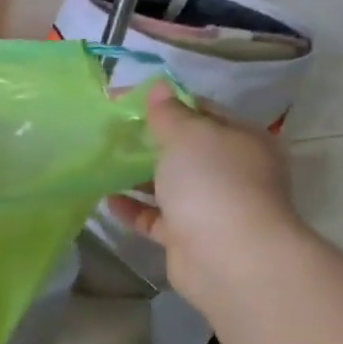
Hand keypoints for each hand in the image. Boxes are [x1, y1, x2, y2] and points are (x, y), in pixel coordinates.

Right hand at [108, 83, 304, 311]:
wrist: (229, 257)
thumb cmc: (213, 184)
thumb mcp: (188, 136)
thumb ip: (169, 113)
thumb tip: (158, 87)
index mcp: (241, 139)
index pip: (200, 111)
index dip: (163, 102)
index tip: (121, 100)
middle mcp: (232, 171)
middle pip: (184, 149)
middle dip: (147, 140)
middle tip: (107, 131)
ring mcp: (211, 206)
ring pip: (169, 184)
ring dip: (137, 175)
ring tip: (101, 163)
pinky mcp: (188, 236)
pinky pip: (155, 217)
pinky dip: (133, 208)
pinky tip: (106, 199)